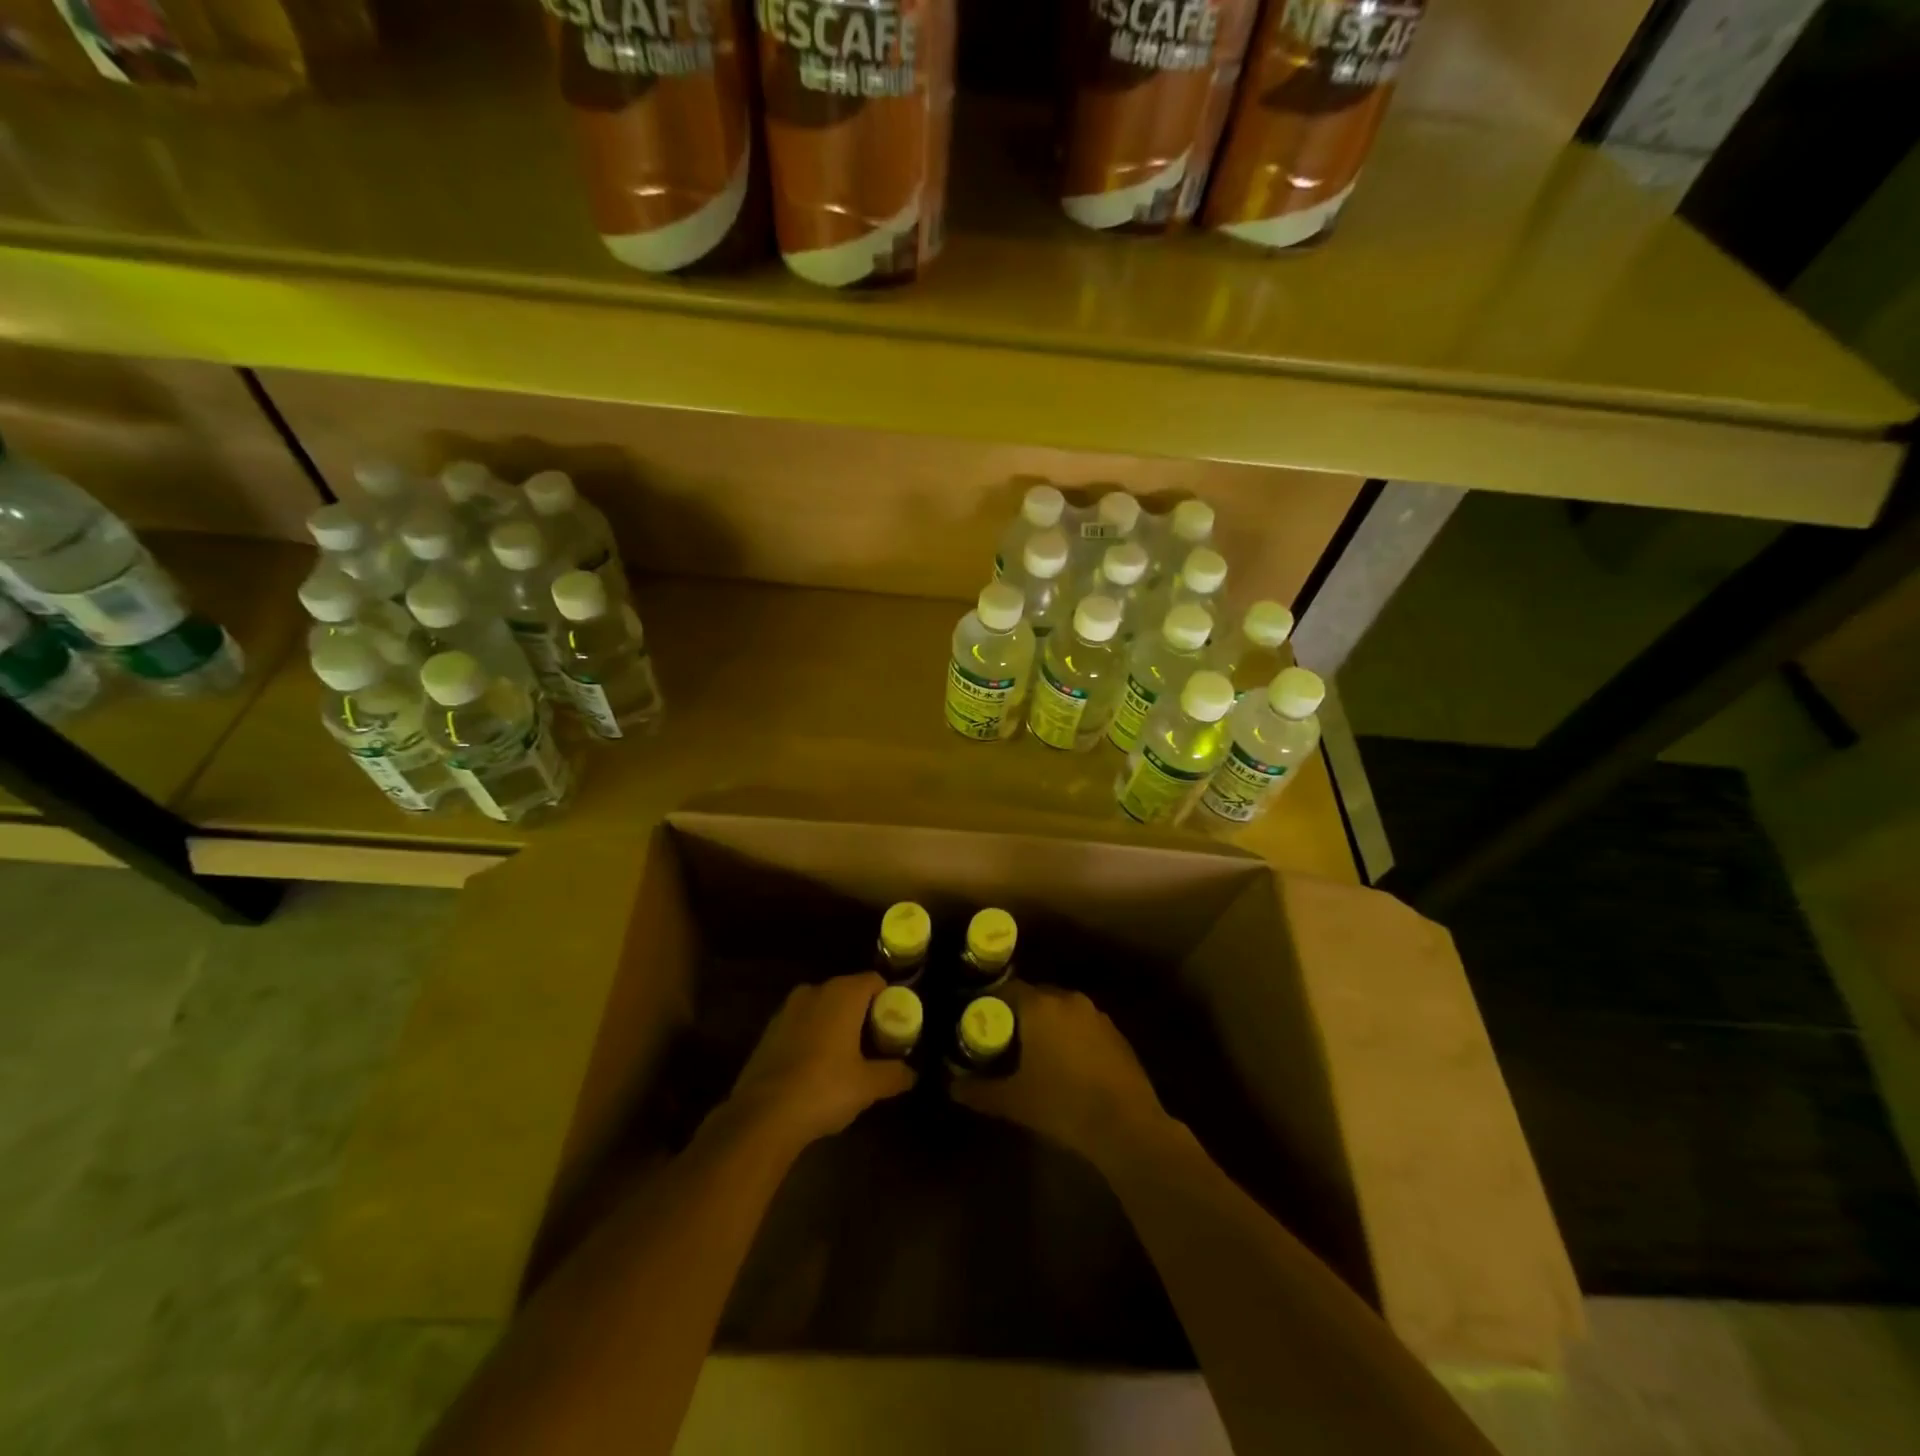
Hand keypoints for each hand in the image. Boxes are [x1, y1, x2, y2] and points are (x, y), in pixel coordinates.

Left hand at [725, 972, 915, 1152]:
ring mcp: (787, 1010)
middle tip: (876, 1045)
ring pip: (822, 1008)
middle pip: (848, 992)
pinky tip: (817, 1069)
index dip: (889, 1000)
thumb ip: (894, 1074)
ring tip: (847, 1058)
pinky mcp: (768, 1031)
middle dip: (863, 1014)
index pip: (874, 981)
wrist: (762, 1115)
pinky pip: (802, 1024)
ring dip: (836, 1025)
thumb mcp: (868, 1085)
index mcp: (842, 994)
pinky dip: (814, 1037)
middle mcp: (814, 991)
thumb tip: (912, 1074)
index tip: (895, 1027)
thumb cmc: (824, 1089)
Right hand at [951, 982, 1170, 1170]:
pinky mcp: (1115, 1033)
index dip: (990, 1005)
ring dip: (1046, 1025)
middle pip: (1034, 997)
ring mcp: (1096, 1015)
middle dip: (1017, 1015)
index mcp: (1040, 1006)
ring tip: (1033, 1054)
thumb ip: (977, 1090)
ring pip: (1060, 1011)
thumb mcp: (1012, 1101)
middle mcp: (1068, 1000)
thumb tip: (951, 1086)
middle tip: (1002, 1041)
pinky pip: (1082, 1025)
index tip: (978, 1025)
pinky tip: (1066, 1066)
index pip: (1006, 989)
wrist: (1125, 1126)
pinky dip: (1070, 1037)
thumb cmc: (1062, 1105)